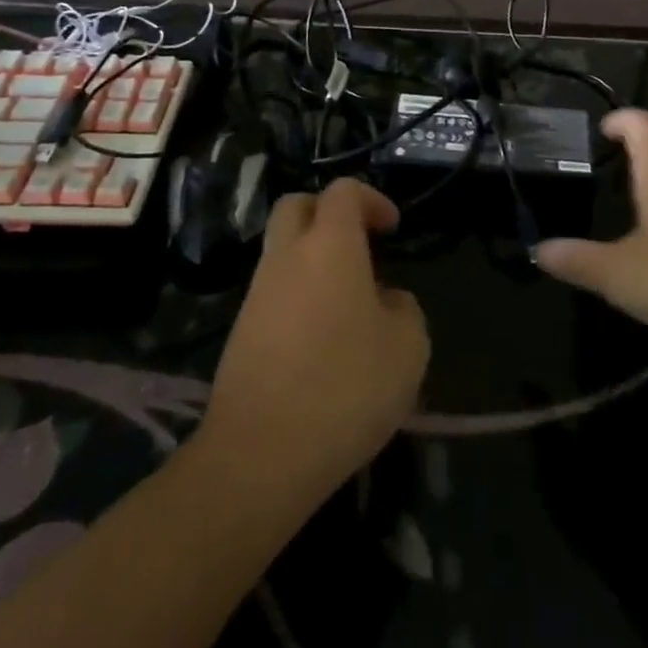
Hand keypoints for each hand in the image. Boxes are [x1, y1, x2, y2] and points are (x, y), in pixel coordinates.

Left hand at [202, 180, 428, 500]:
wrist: (259, 457)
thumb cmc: (345, 388)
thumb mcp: (408, 348)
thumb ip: (404, 309)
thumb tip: (386, 301)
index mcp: (330, 245)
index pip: (343, 191)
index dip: (371, 199)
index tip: (391, 229)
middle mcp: (287, 256)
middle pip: (297, 206)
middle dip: (327, 213)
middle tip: (358, 245)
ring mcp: (256, 295)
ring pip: (282, 252)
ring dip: (312, 261)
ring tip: (348, 306)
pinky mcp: (239, 334)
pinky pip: (273, 294)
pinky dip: (297, 298)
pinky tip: (321, 343)